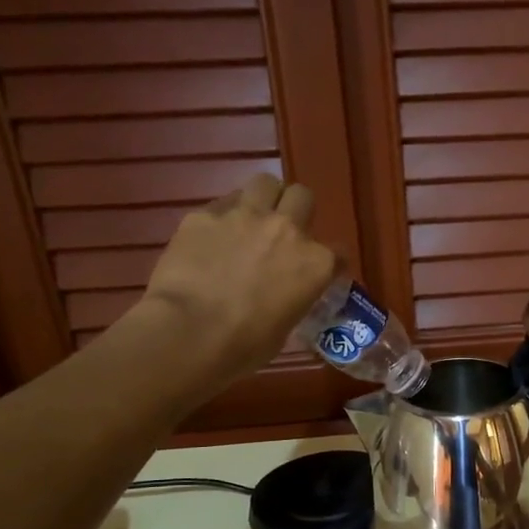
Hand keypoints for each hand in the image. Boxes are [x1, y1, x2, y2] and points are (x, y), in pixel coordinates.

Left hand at [136, 175, 337, 386]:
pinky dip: (223, 217)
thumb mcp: (285, 327)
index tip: (318, 272)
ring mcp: (245, 216)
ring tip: (251, 220)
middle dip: (296, 211)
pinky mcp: (204, 214)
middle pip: (303, 197)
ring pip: (265, 183)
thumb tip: (281, 296)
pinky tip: (212, 237)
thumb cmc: (244, 346)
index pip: (338, 252)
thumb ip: (291, 299)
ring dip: (264, 199)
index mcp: (315, 264)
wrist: (189, 333)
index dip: (329, 262)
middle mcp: (287, 230)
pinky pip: (221, 204)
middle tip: (282, 233)